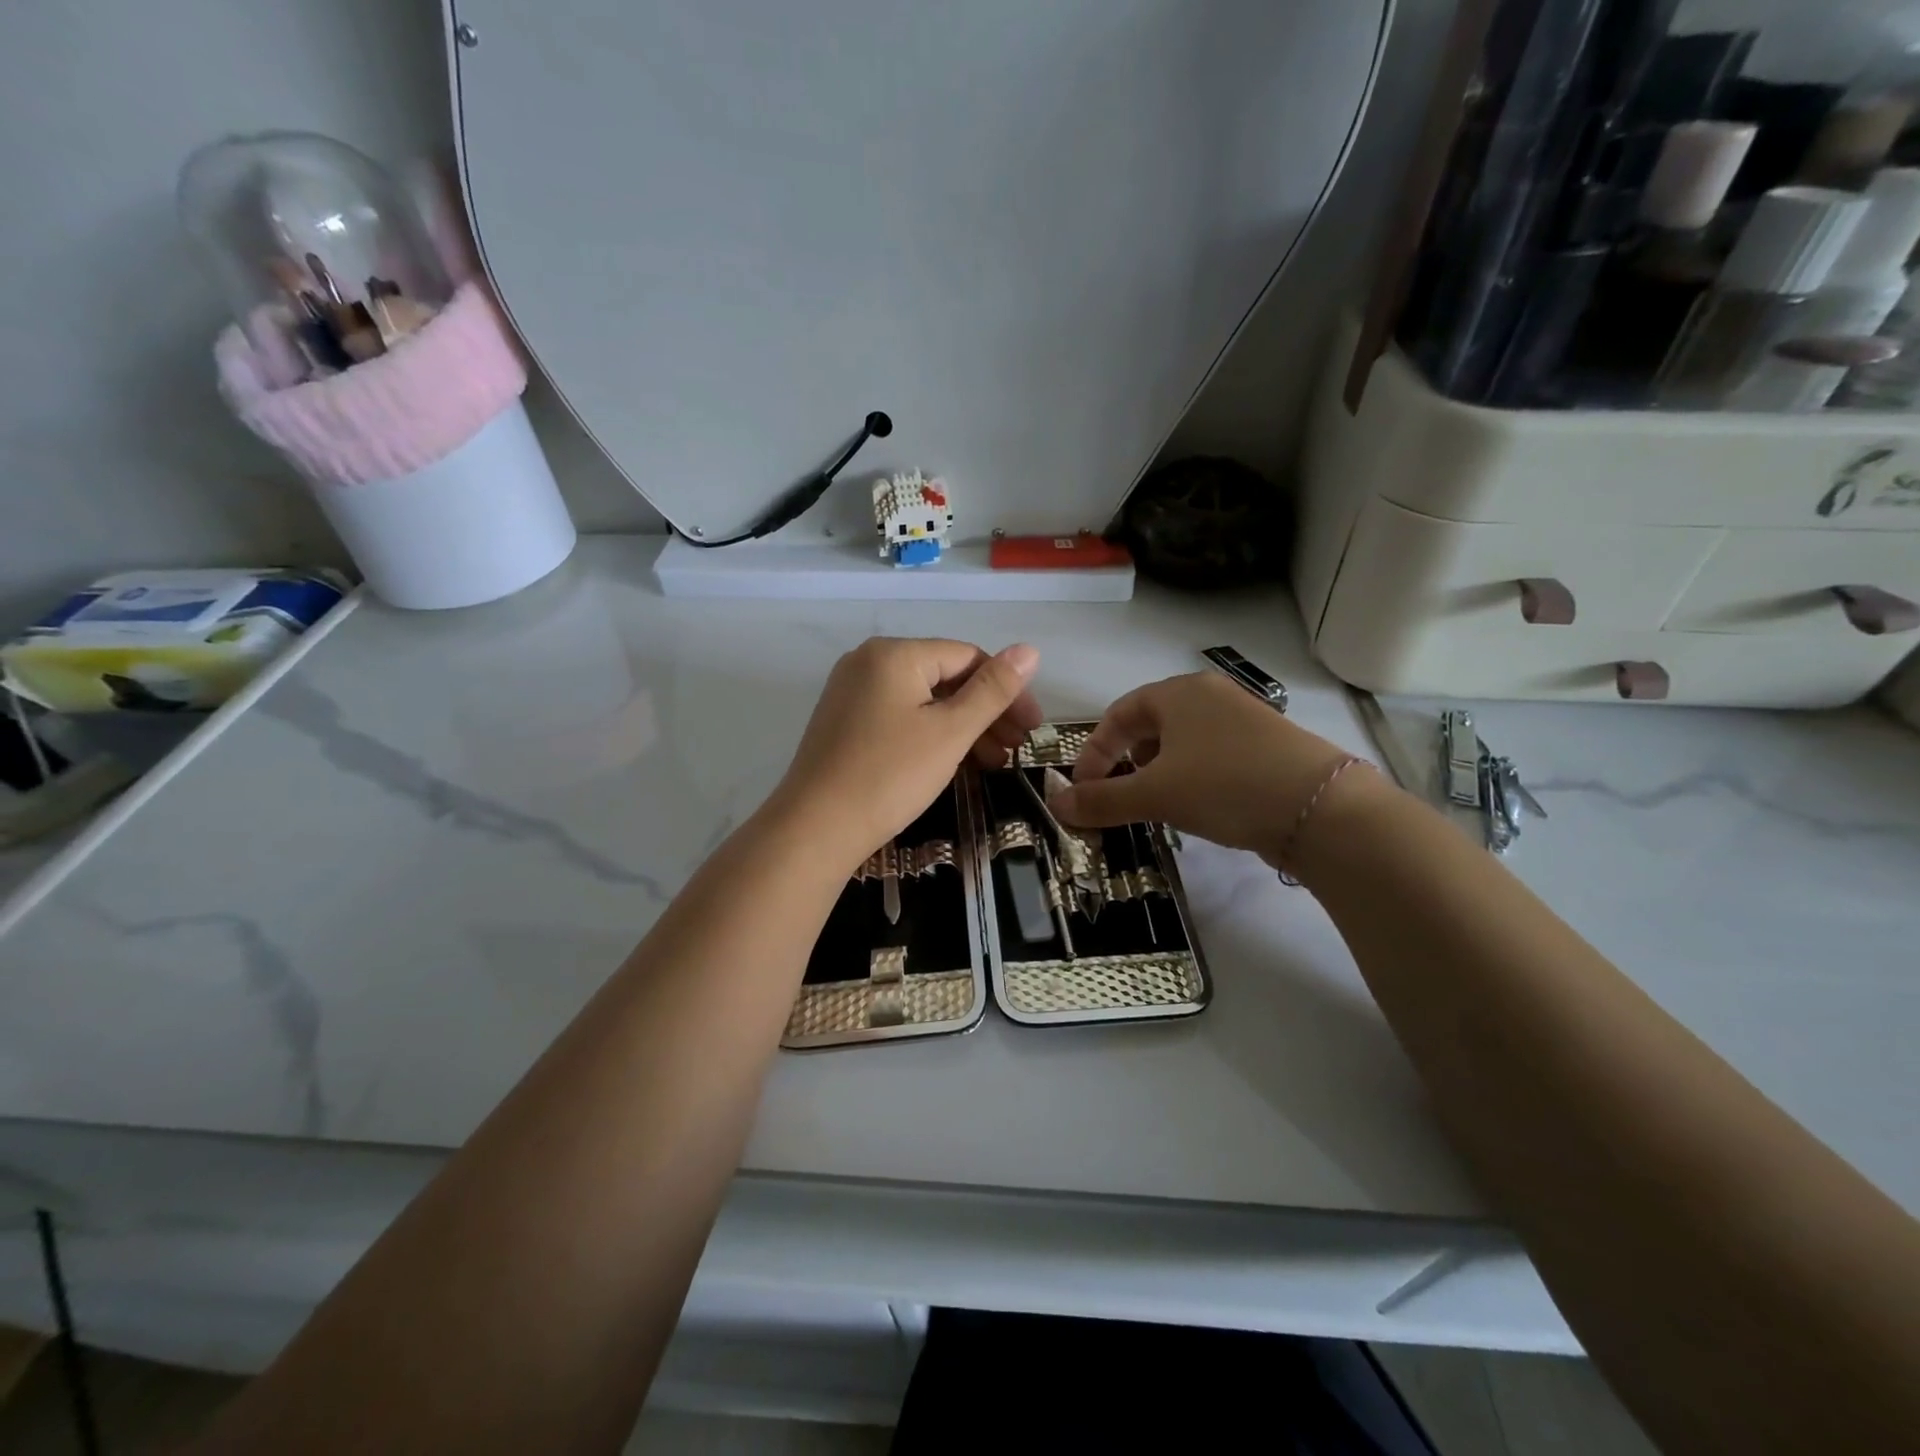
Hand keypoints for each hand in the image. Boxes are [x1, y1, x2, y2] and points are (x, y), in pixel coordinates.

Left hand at [770, 637, 1041, 866]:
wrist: (815, 828)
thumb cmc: (890, 775)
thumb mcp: (951, 732)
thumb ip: (993, 690)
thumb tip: (1029, 649)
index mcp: (895, 654)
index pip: (968, 657)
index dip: (1007, 691)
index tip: (1031, 729)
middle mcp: (869, 662)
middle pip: (945, 678)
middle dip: (986, 713)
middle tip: (1016, 750)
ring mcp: (852, 692)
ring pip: (923, 701)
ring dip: (963, 728)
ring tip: (992, 763)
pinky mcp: (844, 722)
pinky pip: (900, 717)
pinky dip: (932, 736)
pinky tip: (954, 763)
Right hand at [1048, 672, 1362, 867]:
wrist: (1321, 808)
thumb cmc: (1224, 786)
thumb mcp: (1154, 795)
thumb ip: (1101, 800)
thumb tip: (1056, 806)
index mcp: (1178, 692)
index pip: (1118, 714)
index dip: (1093, 751)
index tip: (1083, 788)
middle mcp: (1210, 695)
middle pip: (1150, 724)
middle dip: (1125, 761)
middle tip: (1116, 795)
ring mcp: (1243, 718)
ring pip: (1182, 741)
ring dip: (1157, 771)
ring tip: (1153, 804)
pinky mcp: (1266, 745)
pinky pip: (1211, 753)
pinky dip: (1190, 776)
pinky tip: (1196, 804)